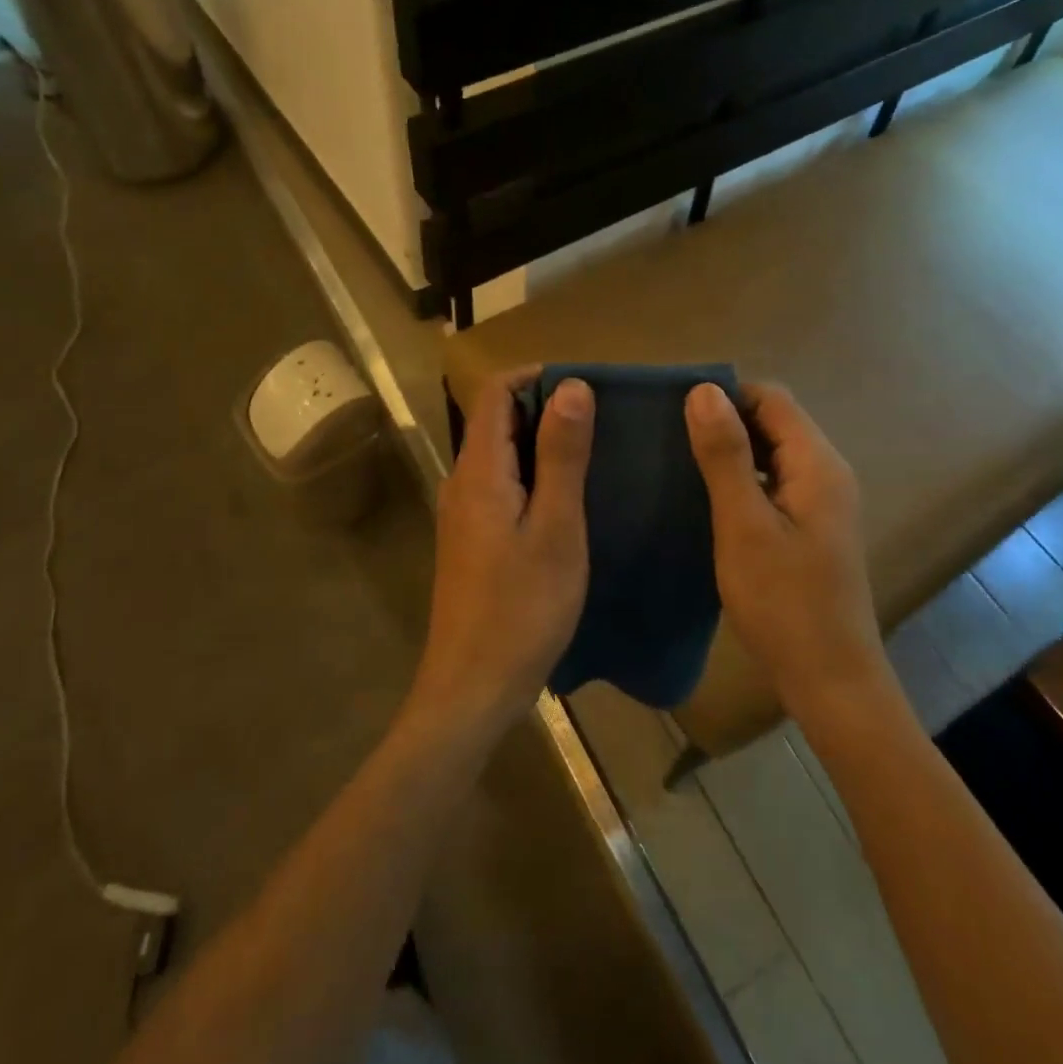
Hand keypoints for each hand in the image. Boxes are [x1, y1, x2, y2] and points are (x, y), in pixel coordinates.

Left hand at [416, 372, 595, 731]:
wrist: (472, 687)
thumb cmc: (522, 608)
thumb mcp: (556, 528)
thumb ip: (561, 454)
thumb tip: (572, 386)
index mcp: (478, 470)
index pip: (495, 392)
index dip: (536, 376)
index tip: (585, 384)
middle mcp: (462, 481)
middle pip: (496, 419)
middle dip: (544, 406)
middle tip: (600, 418)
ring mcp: (462, 512)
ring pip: (500, 453)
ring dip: (540, 441)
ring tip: (592, 452)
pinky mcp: (471, 538)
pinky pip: (500, 484)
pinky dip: (532, 474)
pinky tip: (567, 498)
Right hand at [685, 382, 885, 716]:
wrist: (830, 680)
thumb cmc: (783, 602)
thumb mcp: (744, 525)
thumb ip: (726, 455)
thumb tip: (704, 390)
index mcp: (817, 464)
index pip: (772, 398)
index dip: (726, 395)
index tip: (675, 411)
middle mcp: (827, 473)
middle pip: (774, 422)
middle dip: (725, 421)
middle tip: (670, 437)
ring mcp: (822, 502)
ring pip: (772, 453)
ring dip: (731, 451)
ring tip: (680, 463)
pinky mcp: (811, 527)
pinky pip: (774, 482)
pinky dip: (743, 479)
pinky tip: (707, 499)